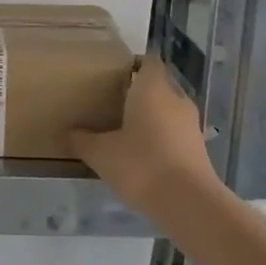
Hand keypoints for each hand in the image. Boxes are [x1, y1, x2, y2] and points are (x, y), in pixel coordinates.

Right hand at [70, 56, 220, 220]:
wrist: (189, 204)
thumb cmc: (141, 165)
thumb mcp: (101, 153)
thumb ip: (82, 140)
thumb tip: (68, 132)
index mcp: (152, 88)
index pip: (147, 60)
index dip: (131, 63)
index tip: (111, 74)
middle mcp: (175, 98)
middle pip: (158, 84)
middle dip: (138, 90)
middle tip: (111, 101)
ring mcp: (190, 123)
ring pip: (168, 108)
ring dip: (151, 114)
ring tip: (124, 127)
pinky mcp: (197, 147)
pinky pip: (175, 130)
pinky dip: (160, 135)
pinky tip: (141, 152)